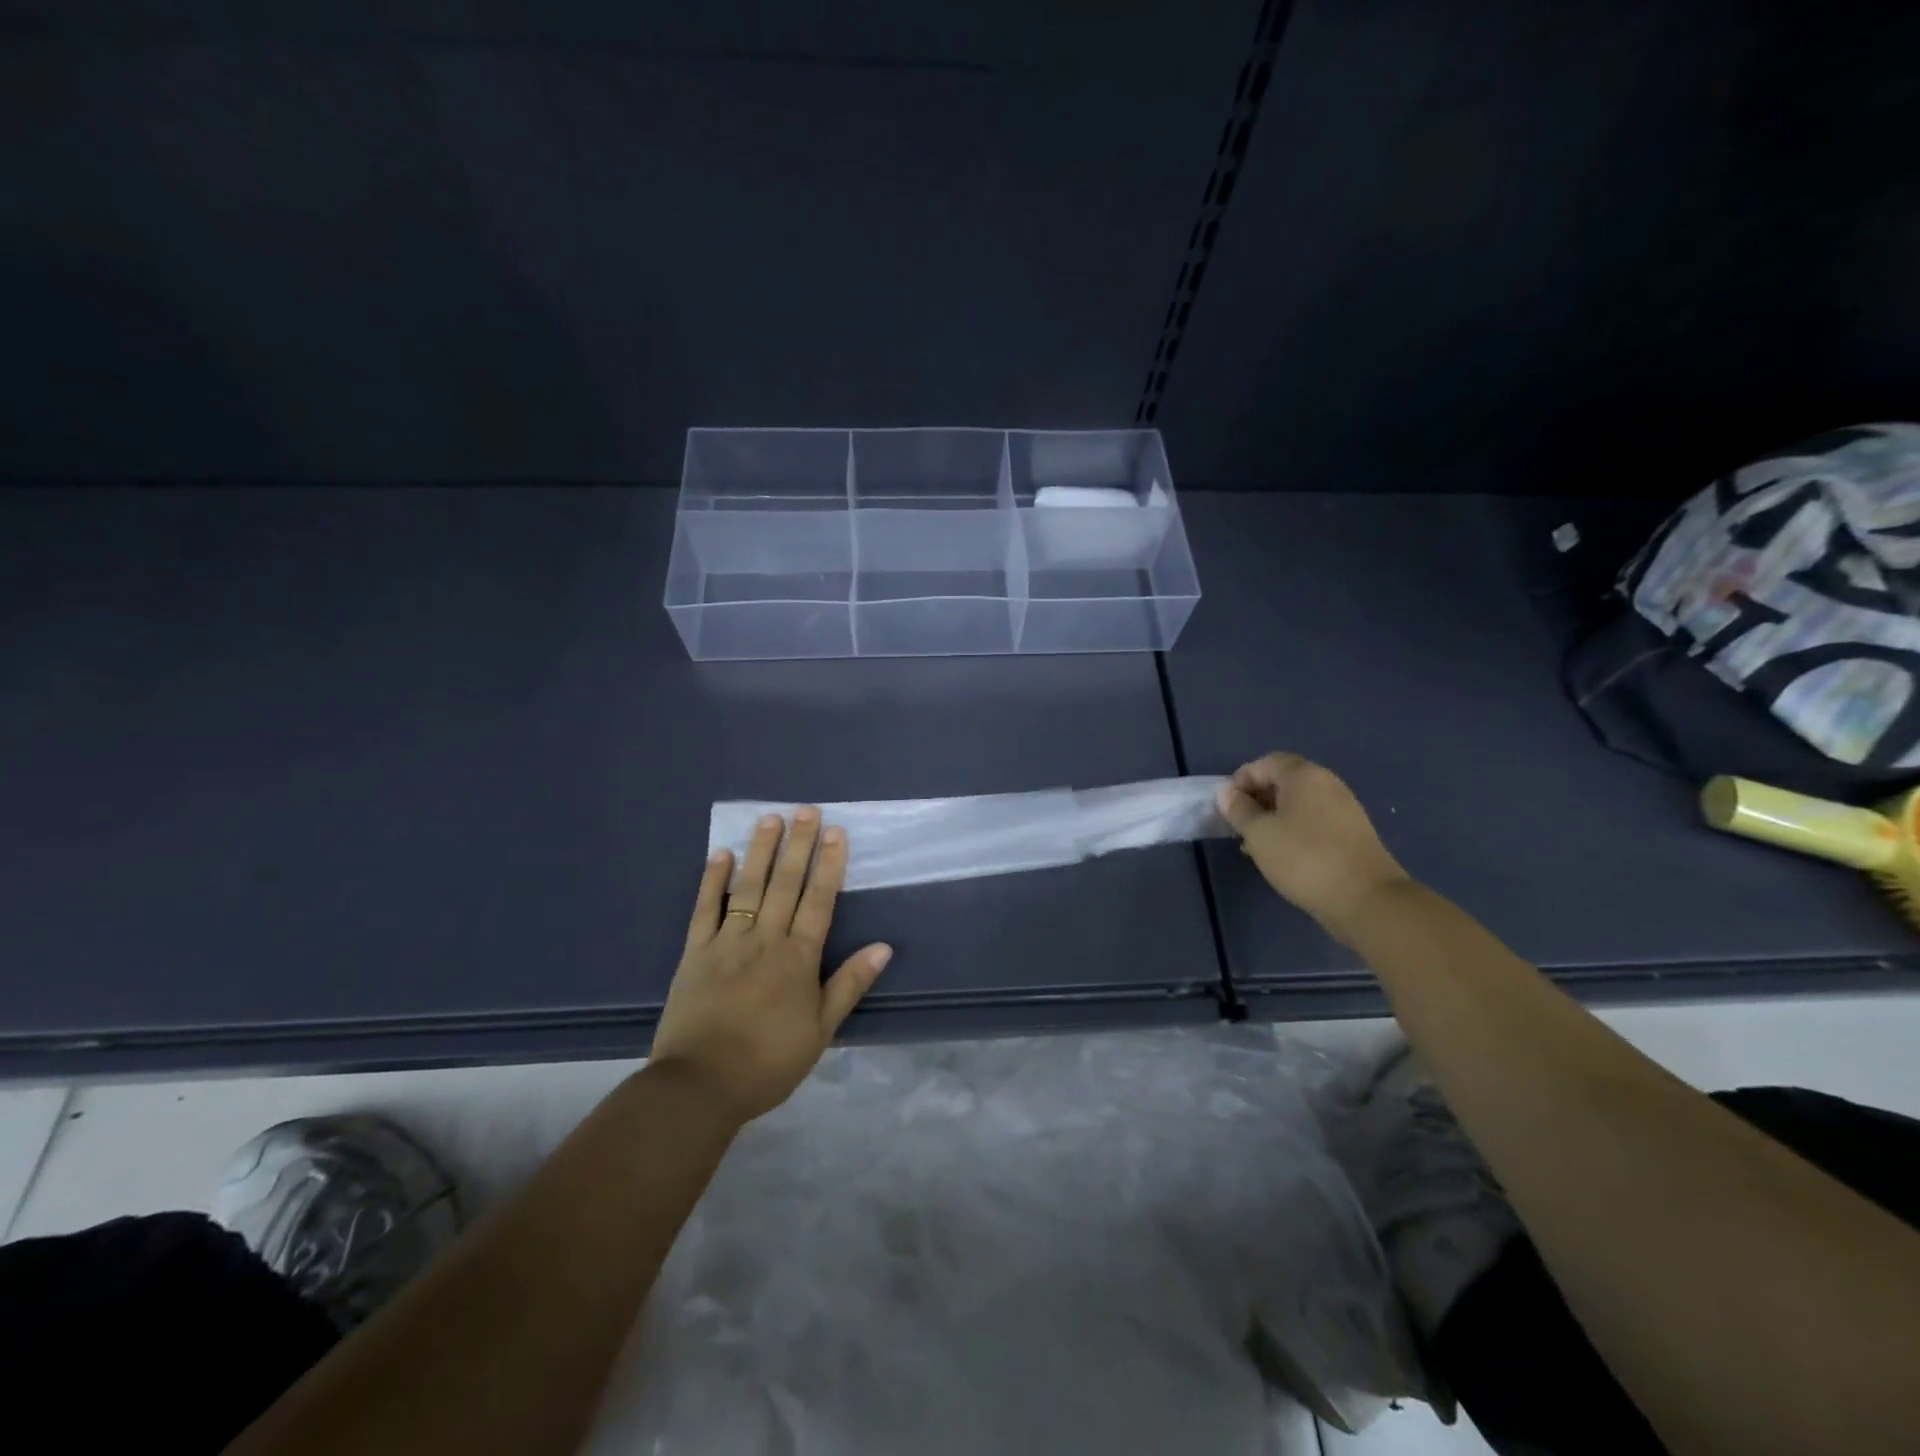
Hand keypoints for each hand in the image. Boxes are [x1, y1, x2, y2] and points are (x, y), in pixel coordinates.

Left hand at [650, 809, 892, 1125]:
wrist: (700, 1086)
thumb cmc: (768, 1061)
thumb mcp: (820, 1030)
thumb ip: (849, 984)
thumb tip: (884, 947)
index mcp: (798, 958)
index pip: (819, 901)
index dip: (829, 865)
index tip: (836, 832)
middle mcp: (765, 939)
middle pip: (785, 884)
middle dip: (798, 845)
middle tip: (807, 810)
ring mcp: (726, 942)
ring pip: (748, 887)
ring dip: (760, 851)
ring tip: (770, 818)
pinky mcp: (694, 952)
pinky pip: (704, 909)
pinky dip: (713, 880)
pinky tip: (721, 854)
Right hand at [1216, 753, 1409, 943]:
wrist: (1366, 899)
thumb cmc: (1304, 858)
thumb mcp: (1259, 833)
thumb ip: (1239, 810)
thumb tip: (1226, 793)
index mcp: (1304, 776)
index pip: (1265, 763)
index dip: (1241, 780)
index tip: (1226, 806)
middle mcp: (1327, 784)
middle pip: (1284, 780)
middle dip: (1257, 798)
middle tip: (1239, 824)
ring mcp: (1344, 808)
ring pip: (1299, 803)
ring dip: (1274, 817)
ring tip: (1257, 843)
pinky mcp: (1352, 833)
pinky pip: (1314, 820)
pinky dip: (1294, 829)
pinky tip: (1283, 855)